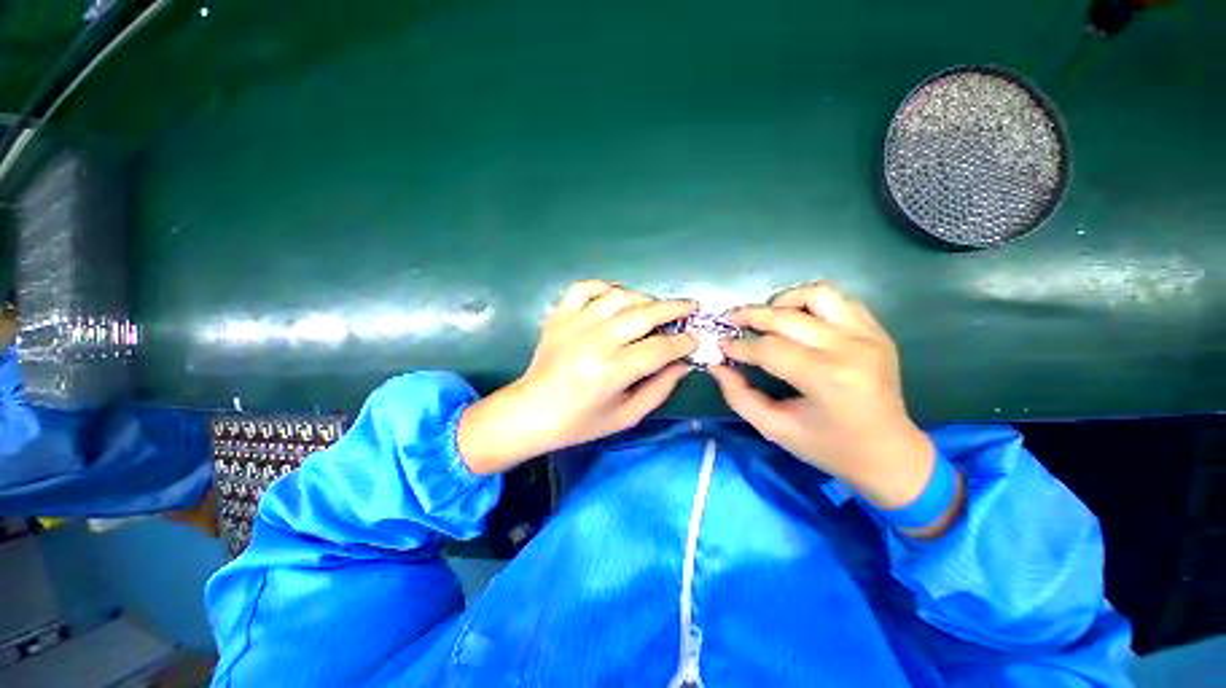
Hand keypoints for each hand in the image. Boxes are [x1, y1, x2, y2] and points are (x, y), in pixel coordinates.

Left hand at [459, 280, 696, 474]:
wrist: (530, 411)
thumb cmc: (579, 422)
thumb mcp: (625, 416)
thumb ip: (659, 389)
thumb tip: (683, 364)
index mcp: (612, 370)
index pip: (660, 348)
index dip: (683, 342)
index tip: (697, 338)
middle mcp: (596, 340)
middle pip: (645, 313)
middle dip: (675, 309)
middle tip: (691, 307)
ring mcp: (575, 322)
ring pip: (619, 296)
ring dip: (644, 298)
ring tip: (654, 308)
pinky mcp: (559, 315)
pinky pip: (585, 287)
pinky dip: (605, 287)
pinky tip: (615, 298)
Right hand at [709, 282, 939, 512]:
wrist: (890, 454)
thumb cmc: (829, 448)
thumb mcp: (775, 429)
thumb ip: (739, 396)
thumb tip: (717, 366)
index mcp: (826, 379)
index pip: (769, 349)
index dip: (739, 346)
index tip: (720, 346)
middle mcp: (849, 349)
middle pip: (786, 317)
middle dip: (750, 315)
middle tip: (730, 320)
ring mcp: (868, 336)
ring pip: (818, 294)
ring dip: (784, 301)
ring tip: (766, 316)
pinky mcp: (877, 332)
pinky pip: (840, 300)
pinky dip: (811, 303)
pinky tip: (797, 319)